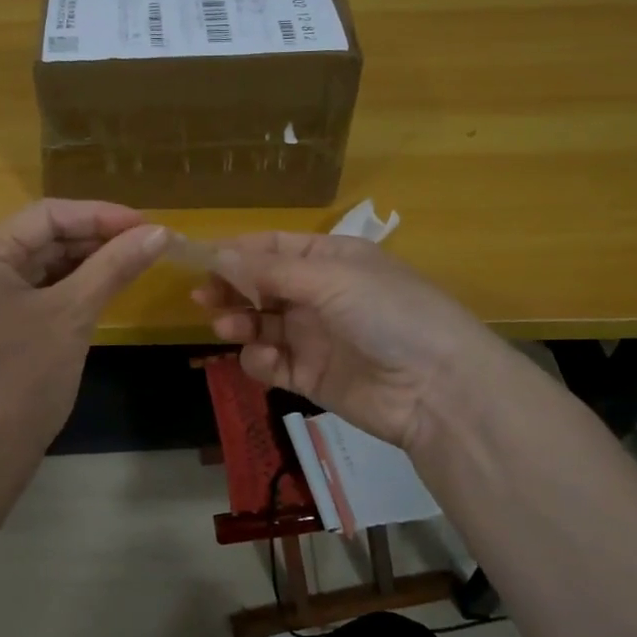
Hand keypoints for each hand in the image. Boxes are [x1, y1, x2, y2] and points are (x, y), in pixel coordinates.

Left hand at [0, 200, 167, 475]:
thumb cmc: (24, 377)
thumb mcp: (73, 314)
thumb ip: (115, 266)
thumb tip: (162, 231)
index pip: (49, 214)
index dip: (103, 215)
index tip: (151, 225)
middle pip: (46, 236)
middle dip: (98, 238)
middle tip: (151, 244)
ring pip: (45, 263)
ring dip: (89, 262)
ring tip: (137, 262)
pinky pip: (39, 289)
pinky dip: (73, 286)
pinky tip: (108, 286)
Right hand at [193, 232, 504, 455]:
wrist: (437, 389)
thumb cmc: (388, 314)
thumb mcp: (332, 279)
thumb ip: (271, 270)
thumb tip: (219, 255)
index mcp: (330, 259)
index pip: (272, 247)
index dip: (236, 252)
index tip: (198, 260)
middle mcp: (319, 294)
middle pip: (261, 286)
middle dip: (231, 289)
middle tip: (203, 298)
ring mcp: (314, 336)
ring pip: (261, 324)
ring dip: (240, 322)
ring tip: (228, 327)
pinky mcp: (311, 376)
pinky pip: (272, 362)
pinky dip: (260, 359)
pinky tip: (265, 358)